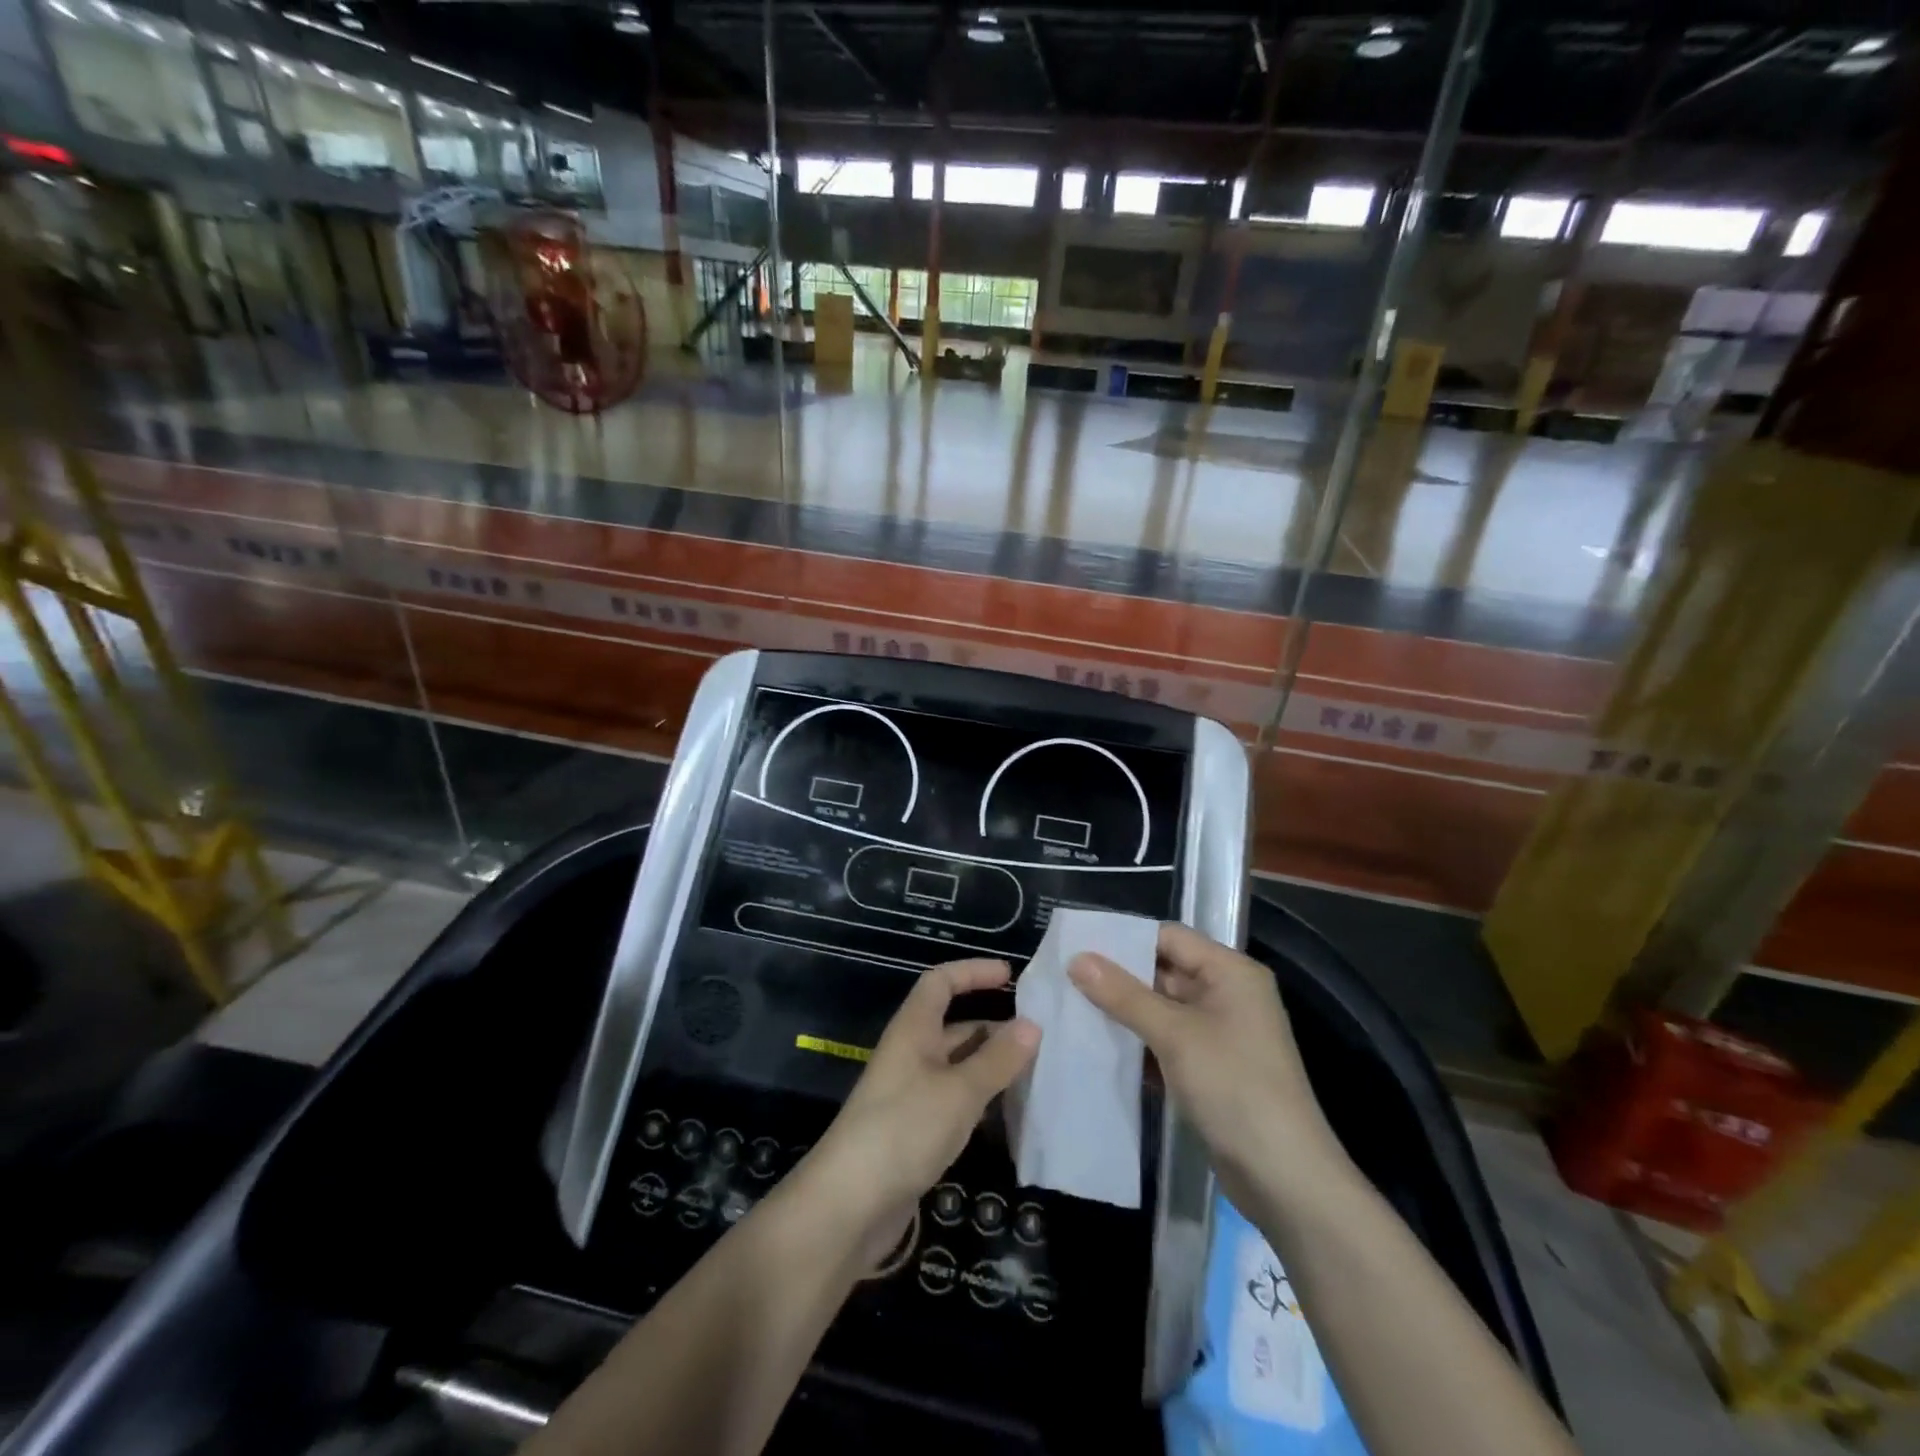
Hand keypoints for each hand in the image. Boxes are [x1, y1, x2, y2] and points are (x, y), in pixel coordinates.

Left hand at [808, 959, 1039, 1265]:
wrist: (848, 1207)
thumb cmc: (903, 1130)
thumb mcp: (959, 1092)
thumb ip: (997, 1059)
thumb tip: (1033, 1025)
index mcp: (913, 1030)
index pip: (941, 982)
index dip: (973, 972)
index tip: (1011, 975)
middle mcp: (911, 1054)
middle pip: (954, 1025)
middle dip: (995, 1026)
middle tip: (1042, 1036)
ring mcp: (911, 1094)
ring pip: (959, 1066)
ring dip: (992, 1065)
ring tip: (1038, 1072)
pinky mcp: (915, 1131)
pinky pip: (955, 1100)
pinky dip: (982, 1099)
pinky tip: (1012, 1113)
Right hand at [1067, 922, 1347, 1218]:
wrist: (1285, 1178)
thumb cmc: (1234, 1088)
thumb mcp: (1174, 1035)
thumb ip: (1124, 995)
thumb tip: (1077, 958)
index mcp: (1230, 972)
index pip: (1170, 937)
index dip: (1125, 938)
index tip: (1077, 944)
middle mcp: (1228, 994)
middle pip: (1165, 970)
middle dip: (1118, 976)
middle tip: (1065, 977)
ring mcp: (1220, 1033)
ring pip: (1162, 1008)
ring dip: (1124, 1011)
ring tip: (1071, 1007)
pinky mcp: (1211, 1068)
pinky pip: (1167, 1041)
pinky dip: (1139, 1042)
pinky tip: (1098, 1047)